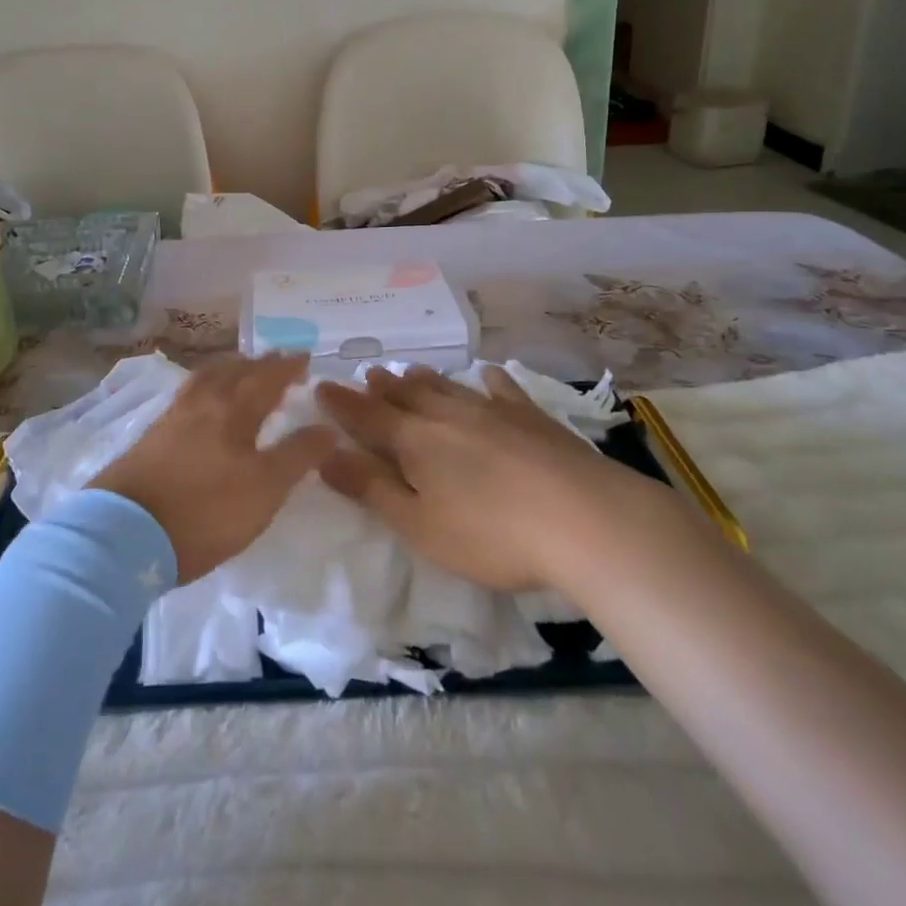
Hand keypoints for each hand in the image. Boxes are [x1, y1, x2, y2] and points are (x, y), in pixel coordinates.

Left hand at [90, 355, 333, 583]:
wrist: (125, 532)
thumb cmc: (206, 511)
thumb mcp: (265, 489)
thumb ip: (298, 456)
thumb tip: (328, 427)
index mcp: (234, 411)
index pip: (267, 379)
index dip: (288, 368)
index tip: (304, 357)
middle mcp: (203, 403)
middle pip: (234, 372)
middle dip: (259, 364)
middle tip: (275, 359)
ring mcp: (172, 418)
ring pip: (206, 379)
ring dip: (228, 369)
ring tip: (238, 369)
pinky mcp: (151, 436)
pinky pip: (187, 395)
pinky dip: (204, 387)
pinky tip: (201, 401)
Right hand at [316, 365, 656, 592]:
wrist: (585, 519)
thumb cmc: (492, 534)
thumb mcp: (419, 525)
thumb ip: (371, 489)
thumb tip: (324, 455)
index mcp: (415, 441)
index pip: (367, 418)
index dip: (341, 405)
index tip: (321, 386)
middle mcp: (448, 415)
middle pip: (406, 396)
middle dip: (381, 388)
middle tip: (367, 374)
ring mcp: (493, 411)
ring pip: (447, 388)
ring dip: (422, 380)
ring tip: (407, 370)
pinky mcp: (532, 417)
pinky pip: (502, 390)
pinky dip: (488, 381)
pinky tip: (487, 375)